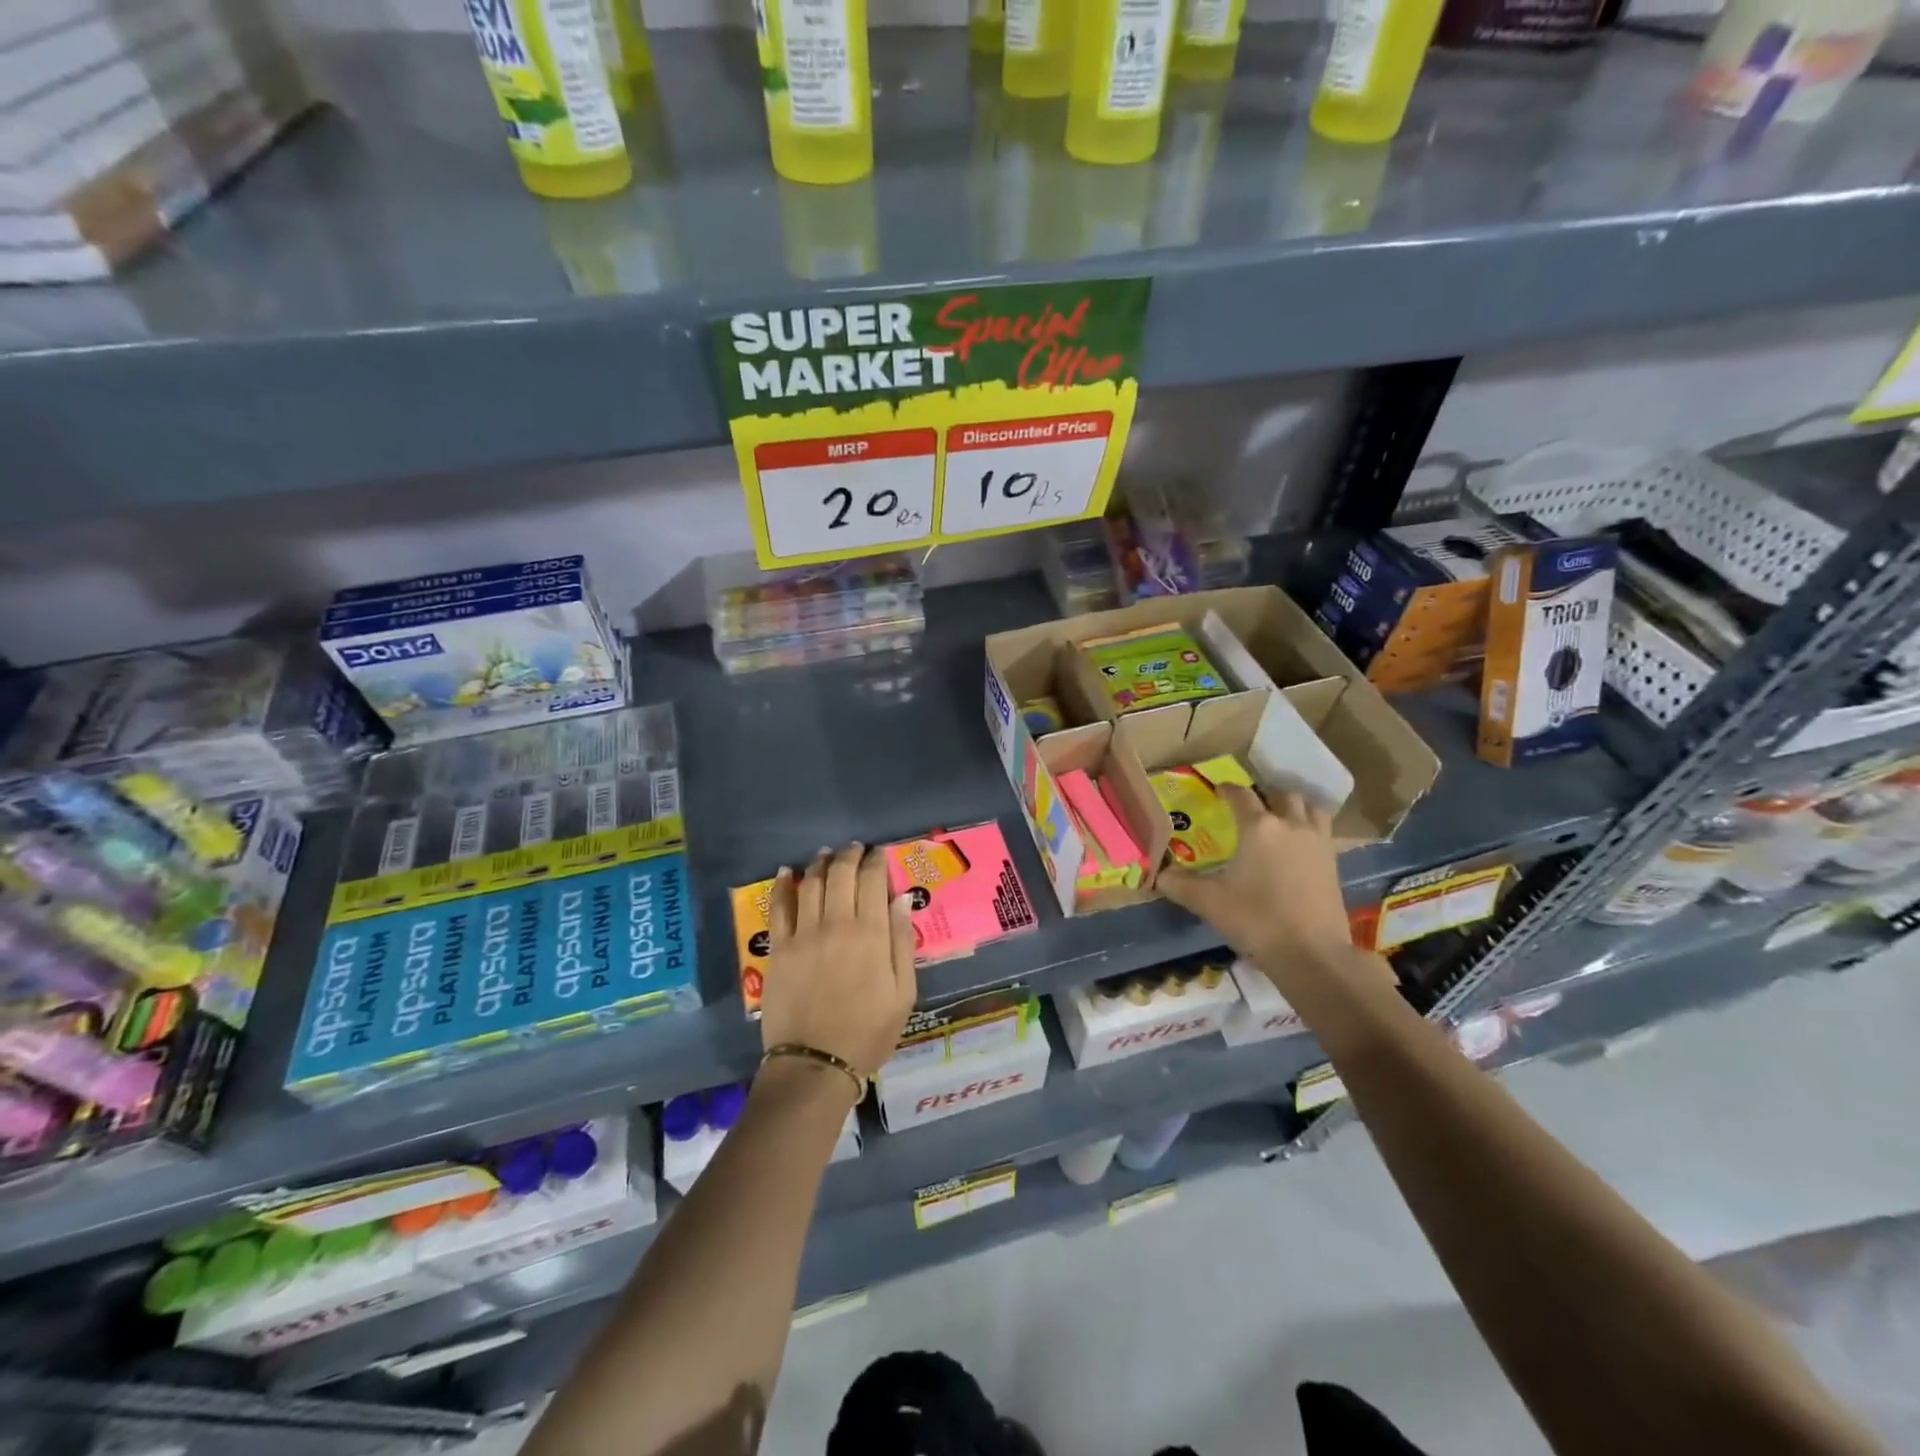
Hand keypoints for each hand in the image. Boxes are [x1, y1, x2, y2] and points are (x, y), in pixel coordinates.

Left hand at [761, 843, 916, 1081]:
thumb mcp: (903, 993)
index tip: (878, 854)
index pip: (872, 882)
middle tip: (854, 849)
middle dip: (849, 855)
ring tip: (825, 854)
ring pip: (810, 883)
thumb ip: (901, 942)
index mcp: (870, 934)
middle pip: (840, 875)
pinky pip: (779, 907)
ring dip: (819, 863)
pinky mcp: (779, 949)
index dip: (876, 862)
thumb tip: (899, 899)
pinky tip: (786, 872)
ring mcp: (803, 934)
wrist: (815, 1064)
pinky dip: (782, 885)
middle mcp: (836, 924)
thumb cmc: (868, 1032)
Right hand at [1157, 785, 1354, 975]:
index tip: (1218, 790)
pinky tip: (1298, 848)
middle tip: (1251, 808)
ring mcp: (1317, 842)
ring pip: (1310, 808)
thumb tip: (1159, 876)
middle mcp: (1290, 825)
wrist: (1311, 953)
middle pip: (1282, 794)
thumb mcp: (1209, 902)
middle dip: (1265, 796)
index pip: (1240, 795)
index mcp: (1258, 827)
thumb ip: (1180, 885)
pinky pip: (1324, 831)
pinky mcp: (1334, 862)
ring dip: (1295, 808)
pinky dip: (1310, 829)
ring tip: (1281, 819)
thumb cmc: (1256, 919)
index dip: (1227, 789)